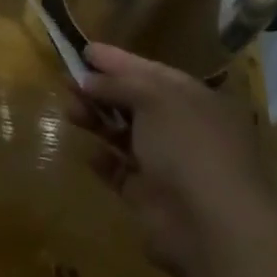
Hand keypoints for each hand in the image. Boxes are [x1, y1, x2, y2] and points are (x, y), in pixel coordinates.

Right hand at [77, 43, 276, 275]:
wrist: (209, 226)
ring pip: (124, 134)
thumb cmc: (188, 146)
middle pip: (135, 102)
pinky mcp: (149, 196)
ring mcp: (168, 164)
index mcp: (195, 99)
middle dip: (102, 90)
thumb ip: (119, 83)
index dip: (118, 61)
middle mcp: (183, 128)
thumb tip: (89, 79)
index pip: (151, 72)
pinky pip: (121, 172)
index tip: (85, 50)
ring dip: (97, 120)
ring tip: (70, 111)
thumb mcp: (155, 98)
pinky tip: (89, 153)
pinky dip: (104, 160)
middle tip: (67, 81)